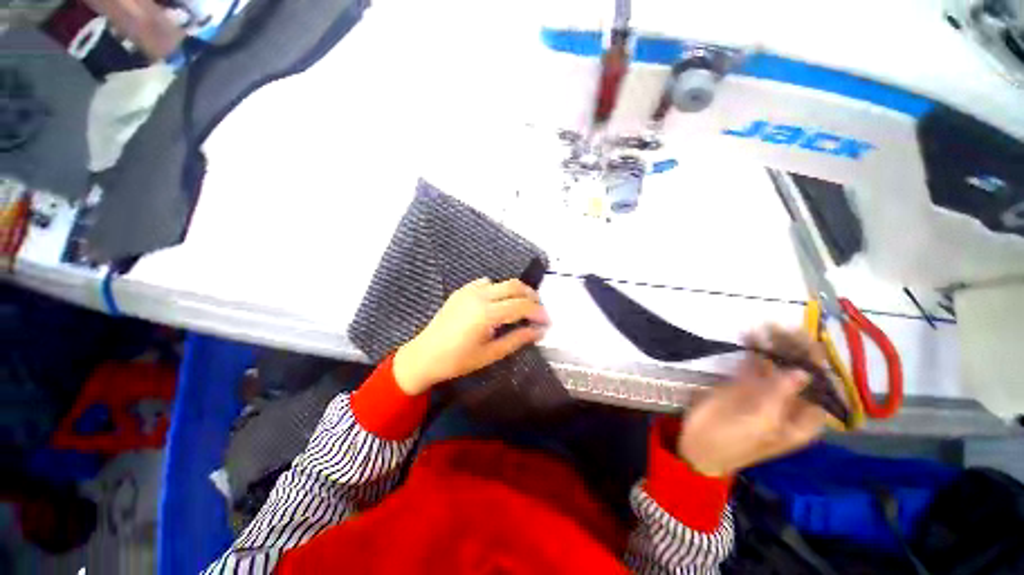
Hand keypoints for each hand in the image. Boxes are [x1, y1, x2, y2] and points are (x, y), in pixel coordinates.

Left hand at [392, 278, 549, 394]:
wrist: (424, 355)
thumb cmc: (458, 360)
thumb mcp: (491, 354)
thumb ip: (517, 339)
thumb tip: (539, 331)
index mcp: (487, 314)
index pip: (521, 305)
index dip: (538, 312)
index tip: (547, 321)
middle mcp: (480, 296)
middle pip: (515, 286)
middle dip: (531, 296)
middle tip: (538, 311)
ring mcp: (469, 290)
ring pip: (501, 282)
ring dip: (515, 291)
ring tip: (521, 307)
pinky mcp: (461, 291)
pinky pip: (485, 283)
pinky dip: (497, 289)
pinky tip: (497, 303)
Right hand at [677, 326, 828, 476]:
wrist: (699, 444)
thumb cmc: (734, 441)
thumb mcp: (760, 422)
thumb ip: (780, 396)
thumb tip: (803, 371)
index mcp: (803, 419)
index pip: (819, 386)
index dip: (816, 362)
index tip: (804, 339)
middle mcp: (790, 402)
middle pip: (800, 371)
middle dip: (794, 349)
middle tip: (781, 326)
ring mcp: (766, 391)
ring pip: (777, 364)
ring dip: (774, 345)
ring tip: (767, 324)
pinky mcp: (744, 384)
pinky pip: (753, 364)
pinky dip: (753, 349)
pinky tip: (751, 333)